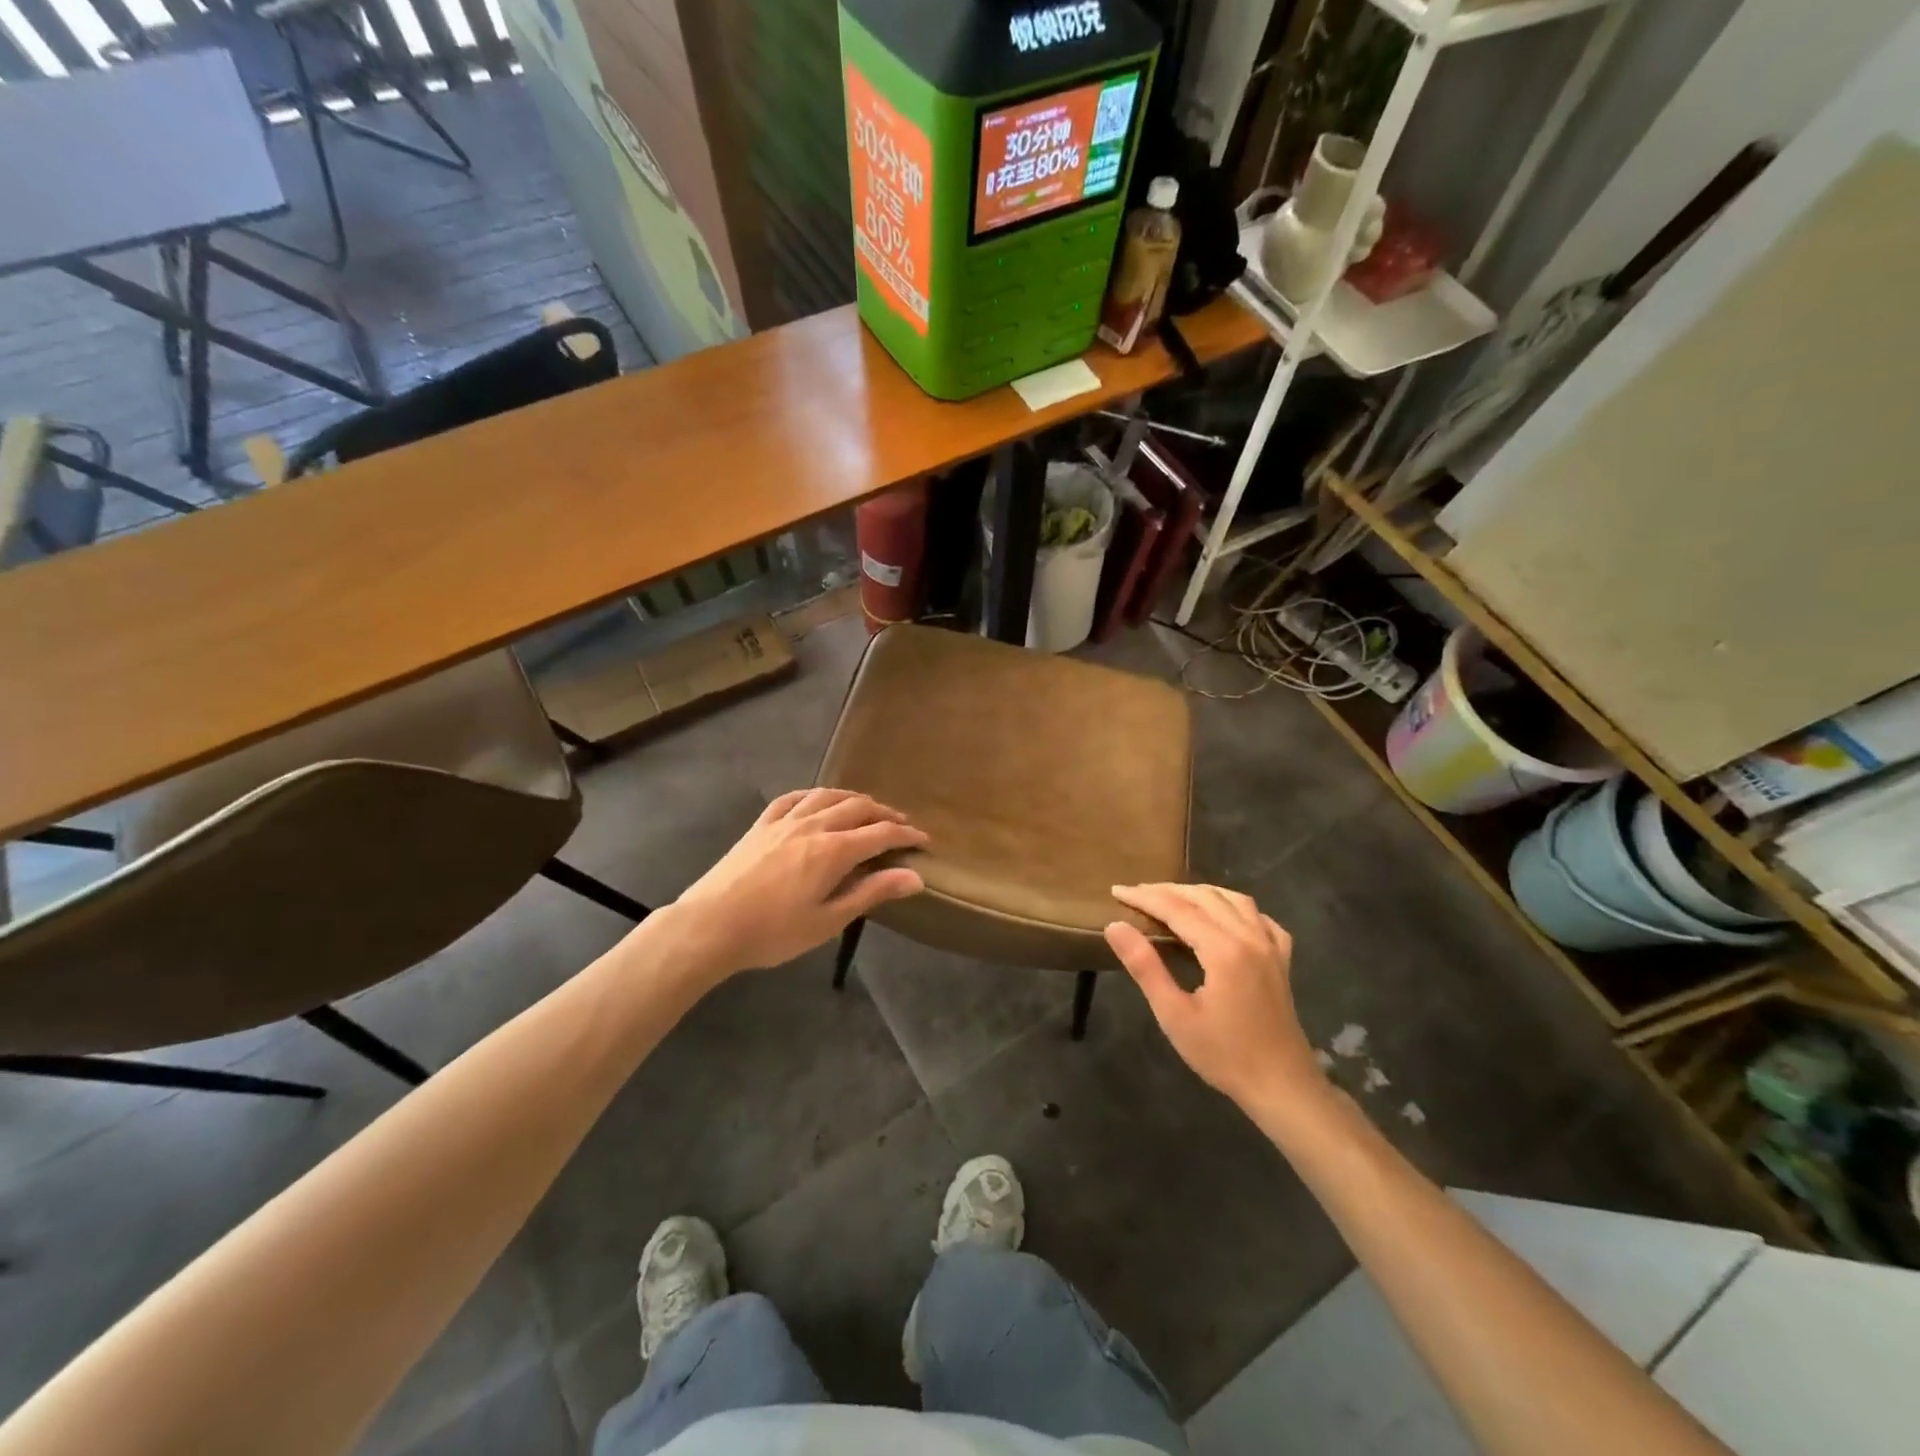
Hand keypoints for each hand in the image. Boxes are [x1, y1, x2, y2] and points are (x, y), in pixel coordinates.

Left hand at [671, 789, 927, 975]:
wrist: (710, 926)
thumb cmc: (773, 932)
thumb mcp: (829, 920)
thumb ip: (872, 893)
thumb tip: (915, 877)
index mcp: (834, 850)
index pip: (881, 833)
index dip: (907, 834)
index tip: (924, 840)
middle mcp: (813, 825)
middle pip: (858, 807)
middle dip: (885, 813)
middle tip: (901, 825)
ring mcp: (784, 821)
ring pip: (827, 796)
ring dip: (853, 799)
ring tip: (866, 808)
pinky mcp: (761, 825)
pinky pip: (793, 798)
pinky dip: (814, 795)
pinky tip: (818, 800)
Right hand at [1104, 883, 1324, 1117]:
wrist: (1282, 1087)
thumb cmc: (1223, 1055)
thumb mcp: (1174, 1015)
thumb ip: (1145, 966)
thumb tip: (1114, 926)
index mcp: (1223, 949)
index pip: (1177, 908)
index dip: (1145, 897)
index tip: (1117, 891)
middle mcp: (1249, 937)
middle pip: (1204, 897)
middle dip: (1167, 890)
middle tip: (1136, 894)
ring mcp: (1270, 947)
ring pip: (1234, 900)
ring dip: (1200, 893)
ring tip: (1172, 898)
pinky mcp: (1281, 960)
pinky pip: (1260, 918)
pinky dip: (1236, 908)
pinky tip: (1224, 916)